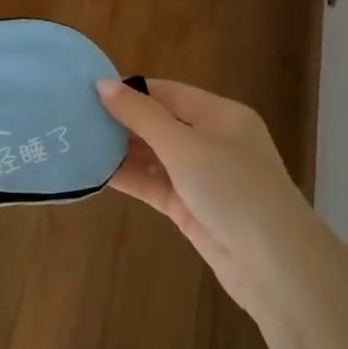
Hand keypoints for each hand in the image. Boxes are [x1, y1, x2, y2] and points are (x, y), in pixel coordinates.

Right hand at [96, 79, 313, 323]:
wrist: (273, 264)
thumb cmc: (233, 190)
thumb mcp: (186, 146)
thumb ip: (142, 116)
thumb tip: (102, 84)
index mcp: (221, 116)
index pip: (168, 92)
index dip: (130, 90)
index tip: (87, 92)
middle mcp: (212, 141)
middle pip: (160, 123)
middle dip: (122, 121)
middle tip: (74, 119)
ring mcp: (202, 177)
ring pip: (155, 156)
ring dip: (122, 152)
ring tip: (77, 143)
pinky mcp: (191, 208)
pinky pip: (155, 185)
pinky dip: (130, 179)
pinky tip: (97, 173)